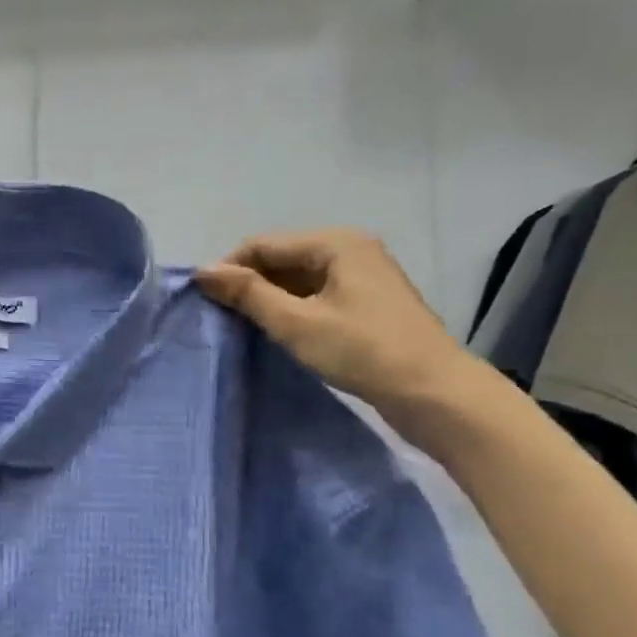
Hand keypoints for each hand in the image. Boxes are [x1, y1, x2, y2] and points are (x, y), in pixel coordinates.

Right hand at [195, 229, 486, 435]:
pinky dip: (291, 308)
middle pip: (281, 257)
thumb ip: (248, 294)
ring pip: (296, 278)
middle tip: (221, 318)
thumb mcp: (296, 323)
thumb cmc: (362, 352)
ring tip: (244, 327)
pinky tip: (277, 332)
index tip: (204, 302)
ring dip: (268, 298)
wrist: (434, 393)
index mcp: (335, 243)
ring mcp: (361, 275)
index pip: (262, 244)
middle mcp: (349, 249)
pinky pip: (315, 294)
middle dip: (249, 284)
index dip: (229, 269)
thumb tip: (202, 271)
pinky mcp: (366, 302)